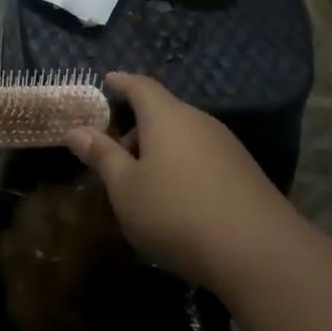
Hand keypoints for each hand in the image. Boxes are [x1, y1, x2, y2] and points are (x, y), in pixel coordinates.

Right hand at [64, 73, 286, 293]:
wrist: (256, 250)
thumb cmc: (175, 211)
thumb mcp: (125, 187)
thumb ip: (101, 156)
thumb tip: (75, 130)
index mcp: (167, 117)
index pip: (141, 86)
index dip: (122, 82)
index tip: (107, 80)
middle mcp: (200, 122)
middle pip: (163, 113)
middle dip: (136, 128)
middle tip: (113, 154)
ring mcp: (227, 147)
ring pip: (183, 137)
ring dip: (158, 151)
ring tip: (140, 183)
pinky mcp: (243, 173)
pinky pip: (201, 158)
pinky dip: (181, 167)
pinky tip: (175, 200)